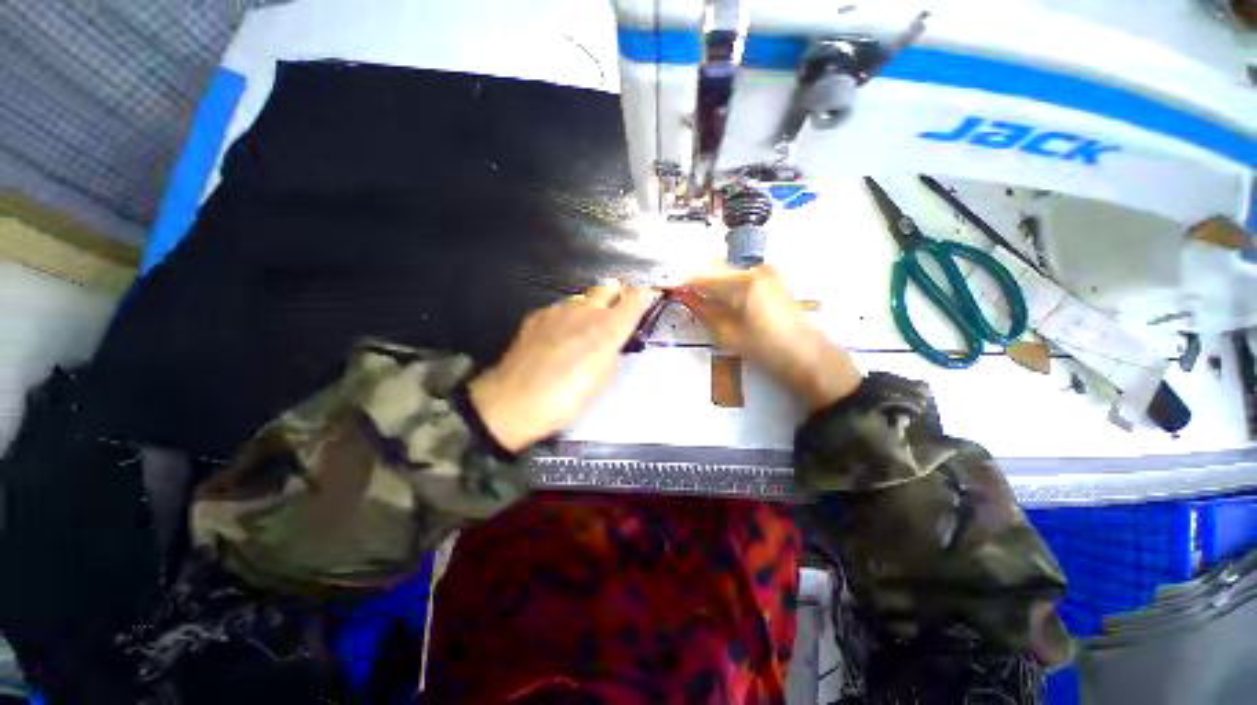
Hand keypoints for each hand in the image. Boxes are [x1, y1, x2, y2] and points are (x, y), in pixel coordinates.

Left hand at [470, 281, 658, 451]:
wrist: (514, 401)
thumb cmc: (567, 399)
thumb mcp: (603, 381)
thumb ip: (614, 352)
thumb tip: (614, 340)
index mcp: (608, 328)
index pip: (636, 298)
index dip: (646, 295)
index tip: (650, 297)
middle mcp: (586, 311)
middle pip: (610, 286)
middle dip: (619, 294)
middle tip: (618, 312)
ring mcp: (559, 310)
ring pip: (584, 297)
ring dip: (591, 307)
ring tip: (585, 329)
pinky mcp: (538, 315)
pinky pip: (561, 308)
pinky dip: (568, 317)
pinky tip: (559, 337)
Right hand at [678, 265, 860, 409]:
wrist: (809, 358)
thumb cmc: (765, 349)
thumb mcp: (727, 333)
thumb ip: (702, 309)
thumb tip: (682, 295)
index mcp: (743, 282)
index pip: (702, 276)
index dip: (682, 283)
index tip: (666, 290)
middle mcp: (755, 269)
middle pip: (714, 270)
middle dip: (695, 282)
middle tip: (679, 296)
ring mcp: (766, 273)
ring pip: (727, 273)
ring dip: (709, 284)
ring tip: (695, 300)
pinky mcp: (772, 281)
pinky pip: (740, 278)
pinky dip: (725, 287)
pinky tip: (717, 300)